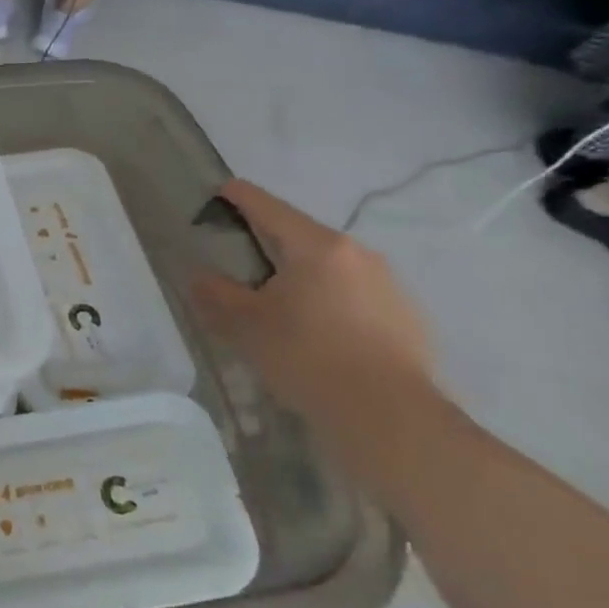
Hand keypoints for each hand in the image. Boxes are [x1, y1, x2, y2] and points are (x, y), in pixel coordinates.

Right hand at [191, 180, 434, 427]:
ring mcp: (388, 283)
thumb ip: (215, 293)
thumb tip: (202, 275)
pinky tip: (315, 332)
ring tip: (275, 303)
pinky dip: (327, 299)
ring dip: (299, 273)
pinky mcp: (406, 315)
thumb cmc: (305, 356)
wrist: (387, 414)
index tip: (219, 192)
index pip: (268, 207)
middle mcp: (358, 253)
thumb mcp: (243, 324)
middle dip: (267, 242)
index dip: (239, 197)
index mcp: (316, 246)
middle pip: (301, 236)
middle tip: (238, 262)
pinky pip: (353, 293)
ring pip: (329, 266)